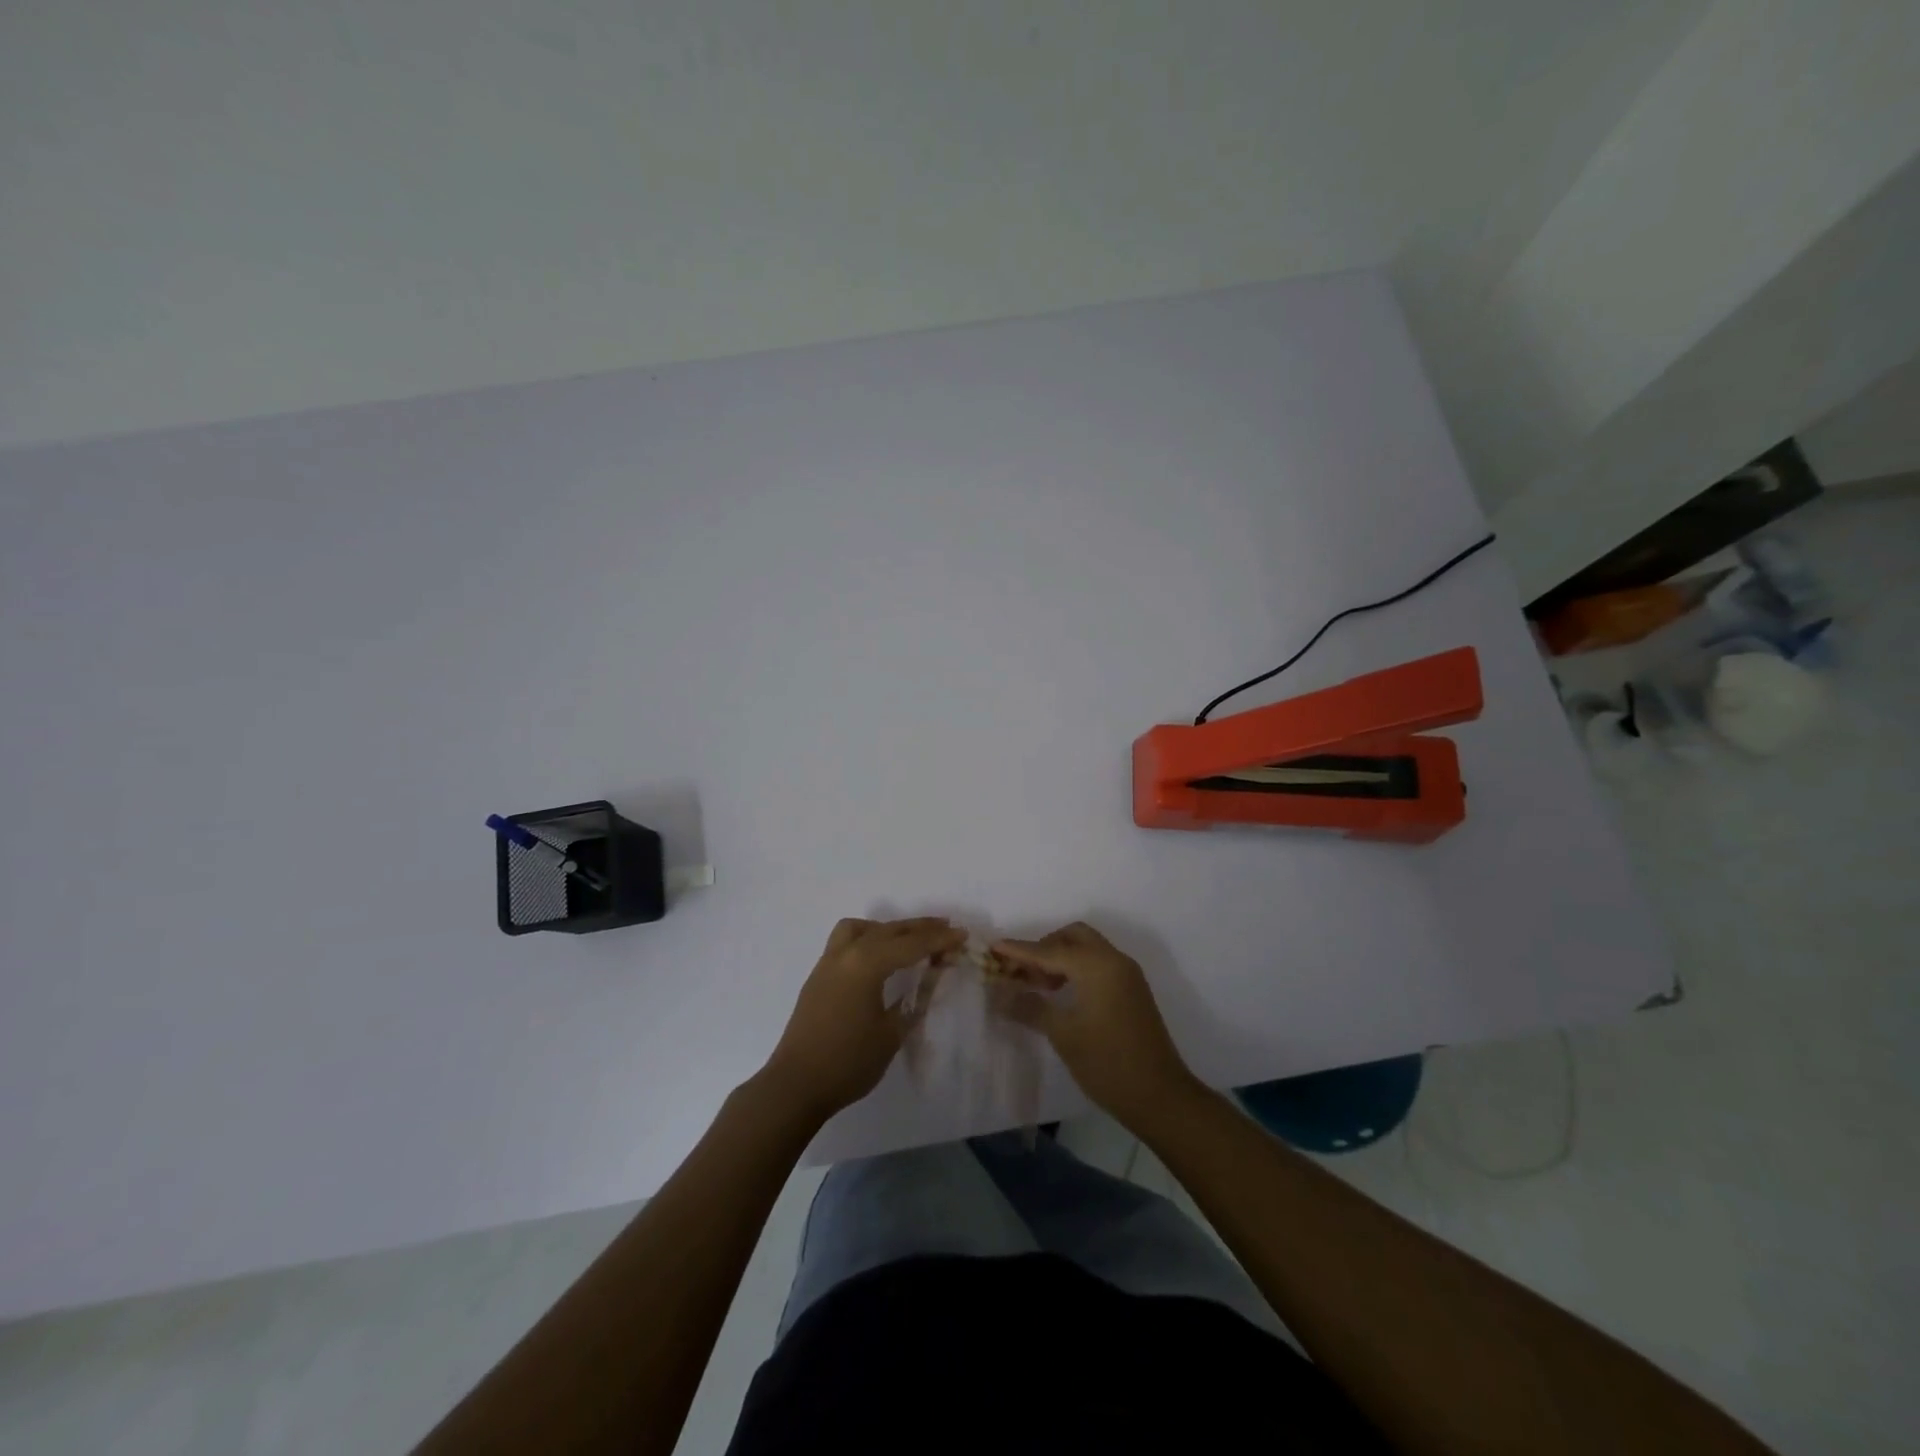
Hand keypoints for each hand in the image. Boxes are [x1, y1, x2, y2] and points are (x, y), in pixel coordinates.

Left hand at [762, 917, 963, 1121]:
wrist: (795, 1086)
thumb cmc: (848, 1062)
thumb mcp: (891, 1033)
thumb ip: (916, 999)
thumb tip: (934, 976)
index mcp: (866, 964)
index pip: (911, 944)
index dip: (939, 940)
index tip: (963, 936)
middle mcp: (846, 954)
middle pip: (888, 930)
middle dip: (919, 928)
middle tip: (947, 929)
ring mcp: (828, 963)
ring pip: (861, 929)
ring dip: (887, 929)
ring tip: (908, 940)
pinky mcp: (818, 976)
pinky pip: (846, 942)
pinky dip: (868, 939)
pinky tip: (879, 958)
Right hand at [990, 921, 1198, 1127]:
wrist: (1161, 1096)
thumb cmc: (1108, 1064)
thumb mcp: (1063, 1035)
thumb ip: (1030, 1007)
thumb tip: (1000, 994)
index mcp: (1097, 966)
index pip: (1050, 950)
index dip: (1019, 950)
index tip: (993, 947)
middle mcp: (1114, 960)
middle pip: (1072, 937)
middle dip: (1044, 947)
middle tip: (1021, 972)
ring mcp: (1127, 974)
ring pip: (1087, 948)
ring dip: (1061, 958)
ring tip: (1038, 987)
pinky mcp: (1132, 990)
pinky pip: (1099, 963)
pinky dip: (1077, 968)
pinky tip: (1062, 994)